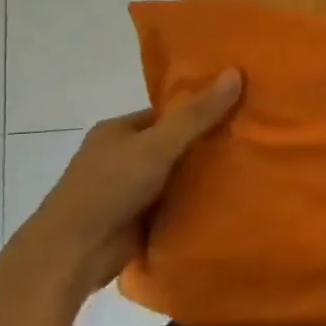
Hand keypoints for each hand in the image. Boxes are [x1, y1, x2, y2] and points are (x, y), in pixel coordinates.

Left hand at [31, 68, 241, 290]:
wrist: (73, 253)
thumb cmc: (110, 187)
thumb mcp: (157, 145)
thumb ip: (196, 115)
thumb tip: (235, 72)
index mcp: (118, 131)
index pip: (167, 114)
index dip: (200, 111)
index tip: (238, 112)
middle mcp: (122, 158)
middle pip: (173, 146)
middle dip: (206, 147)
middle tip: (251, 142)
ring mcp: (128, 192)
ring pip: (175, 178)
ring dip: (202, 180)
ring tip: (252, 170)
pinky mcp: (137, 222)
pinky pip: (173, 206)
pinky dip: (195, 206)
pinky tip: (230, 202)